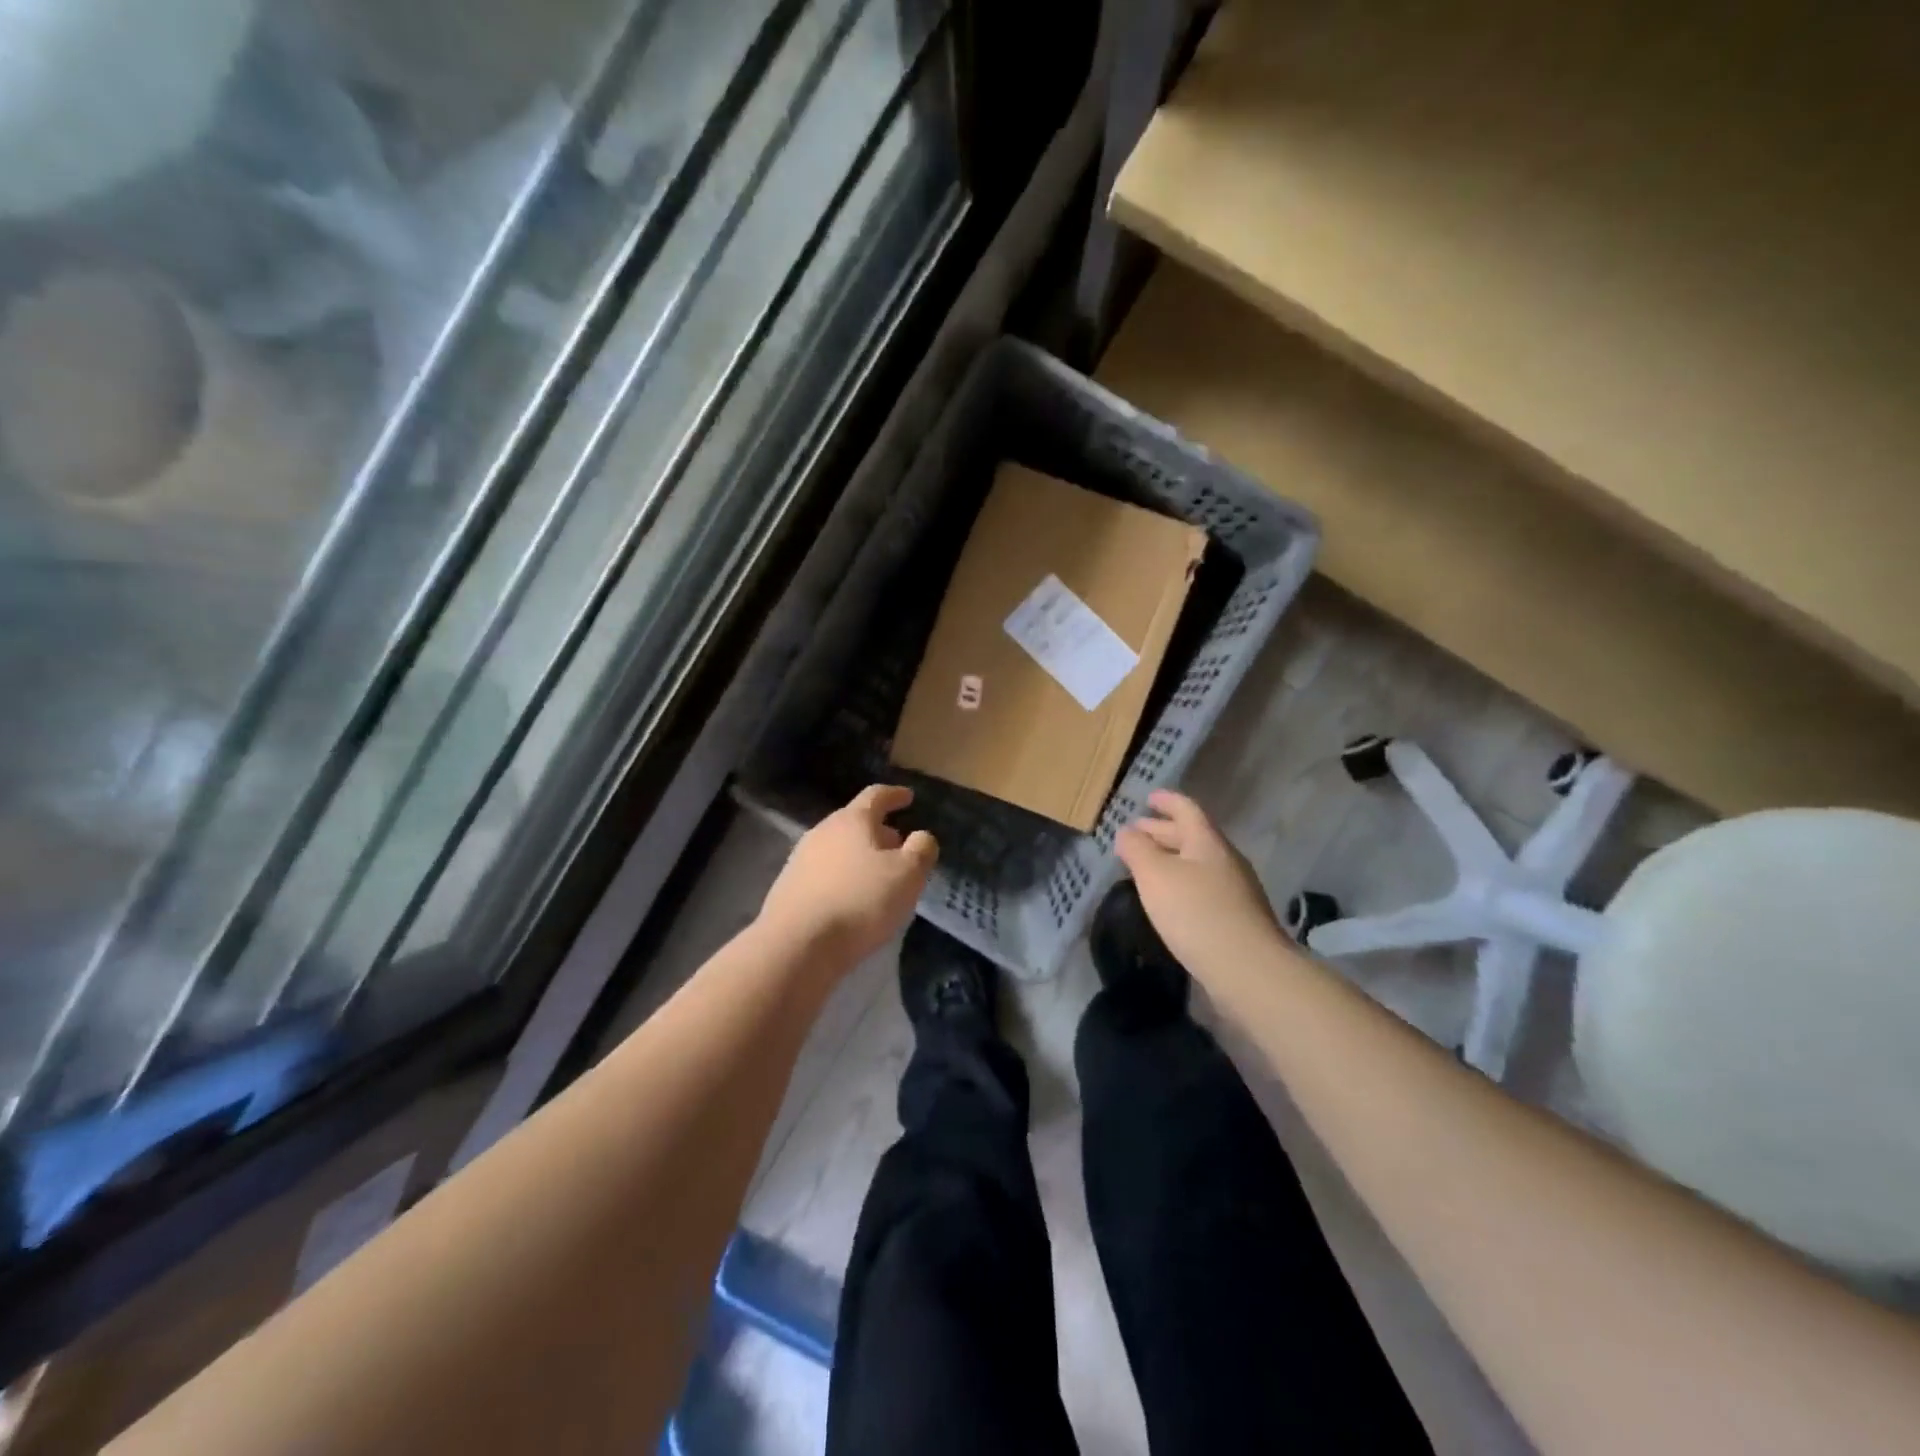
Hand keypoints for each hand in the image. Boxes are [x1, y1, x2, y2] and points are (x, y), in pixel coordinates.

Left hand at [759, 785, 938, 966]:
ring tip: (877, 875)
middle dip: (878, 831)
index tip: (908, 797)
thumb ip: (921, 850)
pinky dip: (842, 878)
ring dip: (859, 856)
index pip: (876, 796)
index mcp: (852, 820)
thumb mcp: (907, 874)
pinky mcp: (789, 888)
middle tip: (898, 844)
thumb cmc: (860, 901)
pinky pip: (824, 874)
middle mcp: (822, 832)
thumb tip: (921, 837)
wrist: (797, 944)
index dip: (894, 795)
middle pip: (854, 823)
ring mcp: (800, 860)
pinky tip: (851, 899)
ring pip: (838, 849)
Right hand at [1116, 790, 1279, 972]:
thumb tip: (1126, 831)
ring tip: (1145, 866)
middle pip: (1192, 837)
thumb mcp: (1155, 875)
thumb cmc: (1196, 913)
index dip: (1167, 801)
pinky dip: (1181, 883)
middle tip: (1136, 832)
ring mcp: (1235, 891)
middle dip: (1162, 831)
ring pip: (1197, 864)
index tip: (1148, 797)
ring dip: (1171, 859)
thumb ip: (1137, 849)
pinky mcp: (1236, 919)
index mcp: (1207, 842)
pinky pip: (1203, 888)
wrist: (1248, 969)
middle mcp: (1225, 860)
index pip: (1186, 810)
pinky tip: (1168, 900)